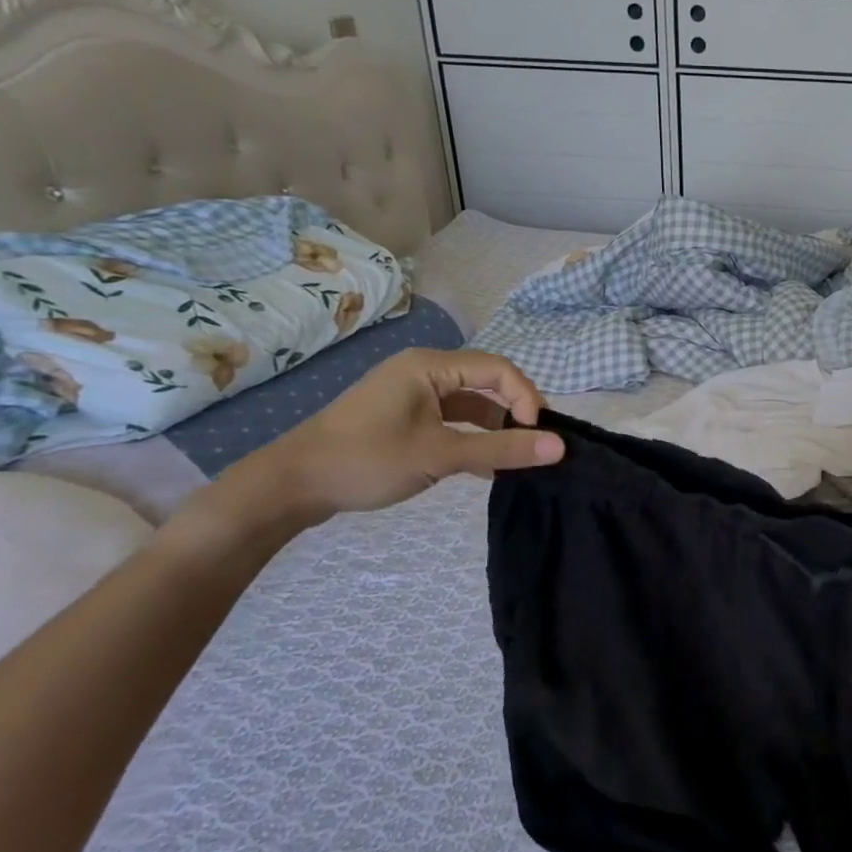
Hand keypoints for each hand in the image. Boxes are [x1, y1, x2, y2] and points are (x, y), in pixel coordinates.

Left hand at [218, 348, 563, 527]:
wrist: (290, 486)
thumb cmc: (366, 460)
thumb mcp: (440, 455)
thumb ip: (502, 450)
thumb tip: (560, 448)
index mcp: (430, 366)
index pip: (498, 369)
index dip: (526, 398)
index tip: (536, 435)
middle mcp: (423, 371)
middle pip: (486, 383)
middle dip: (515, 412)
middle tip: (535, 444)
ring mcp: (411, 395)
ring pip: (470, 404)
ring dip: (495, 428)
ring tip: (516, 457)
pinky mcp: (403, 417)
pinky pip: (451, 420)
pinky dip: (472, 438)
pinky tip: (486, 467)